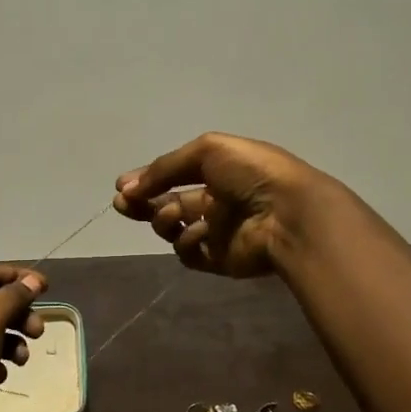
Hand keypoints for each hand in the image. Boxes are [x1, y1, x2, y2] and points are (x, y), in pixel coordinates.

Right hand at [113, 132, 332, 277]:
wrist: (288, 213)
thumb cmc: (251, 173)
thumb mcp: (207, 151)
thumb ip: (165, 168)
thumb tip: (127, 187)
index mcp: (218, 170)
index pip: (173, 175)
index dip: (147, 180)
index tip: (123, 186)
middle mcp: (216, 199)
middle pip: (168, 203)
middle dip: (142, 203)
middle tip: (122, 204)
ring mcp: (218, 231)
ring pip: (174, 229)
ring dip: (165, 220)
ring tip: (172, 216)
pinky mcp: (220, 259)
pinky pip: (190, 252)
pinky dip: (188, 242)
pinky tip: (199, 232)